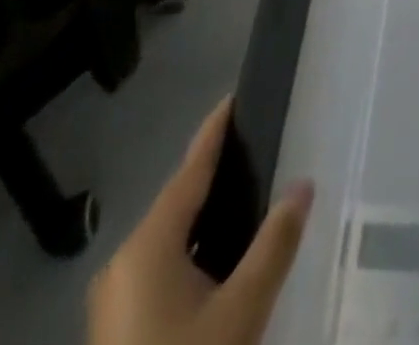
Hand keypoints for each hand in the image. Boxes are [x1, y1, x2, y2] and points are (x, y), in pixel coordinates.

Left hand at [88, 99, 313, 344]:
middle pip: (178, 203)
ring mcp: (114, 300)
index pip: (189, 171)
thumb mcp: (241, 310)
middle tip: (257, 149)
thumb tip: (304, 184)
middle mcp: (123, 263)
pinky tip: (220, 260)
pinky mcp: (118, 329)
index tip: (234, 97)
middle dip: (215, 176)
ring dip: (205, 218)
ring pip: (169, 239)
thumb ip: (275, 243)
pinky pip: (160, 268)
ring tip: (248, 197)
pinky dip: (192, 251)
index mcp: (147, 245)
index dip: (214, 132)